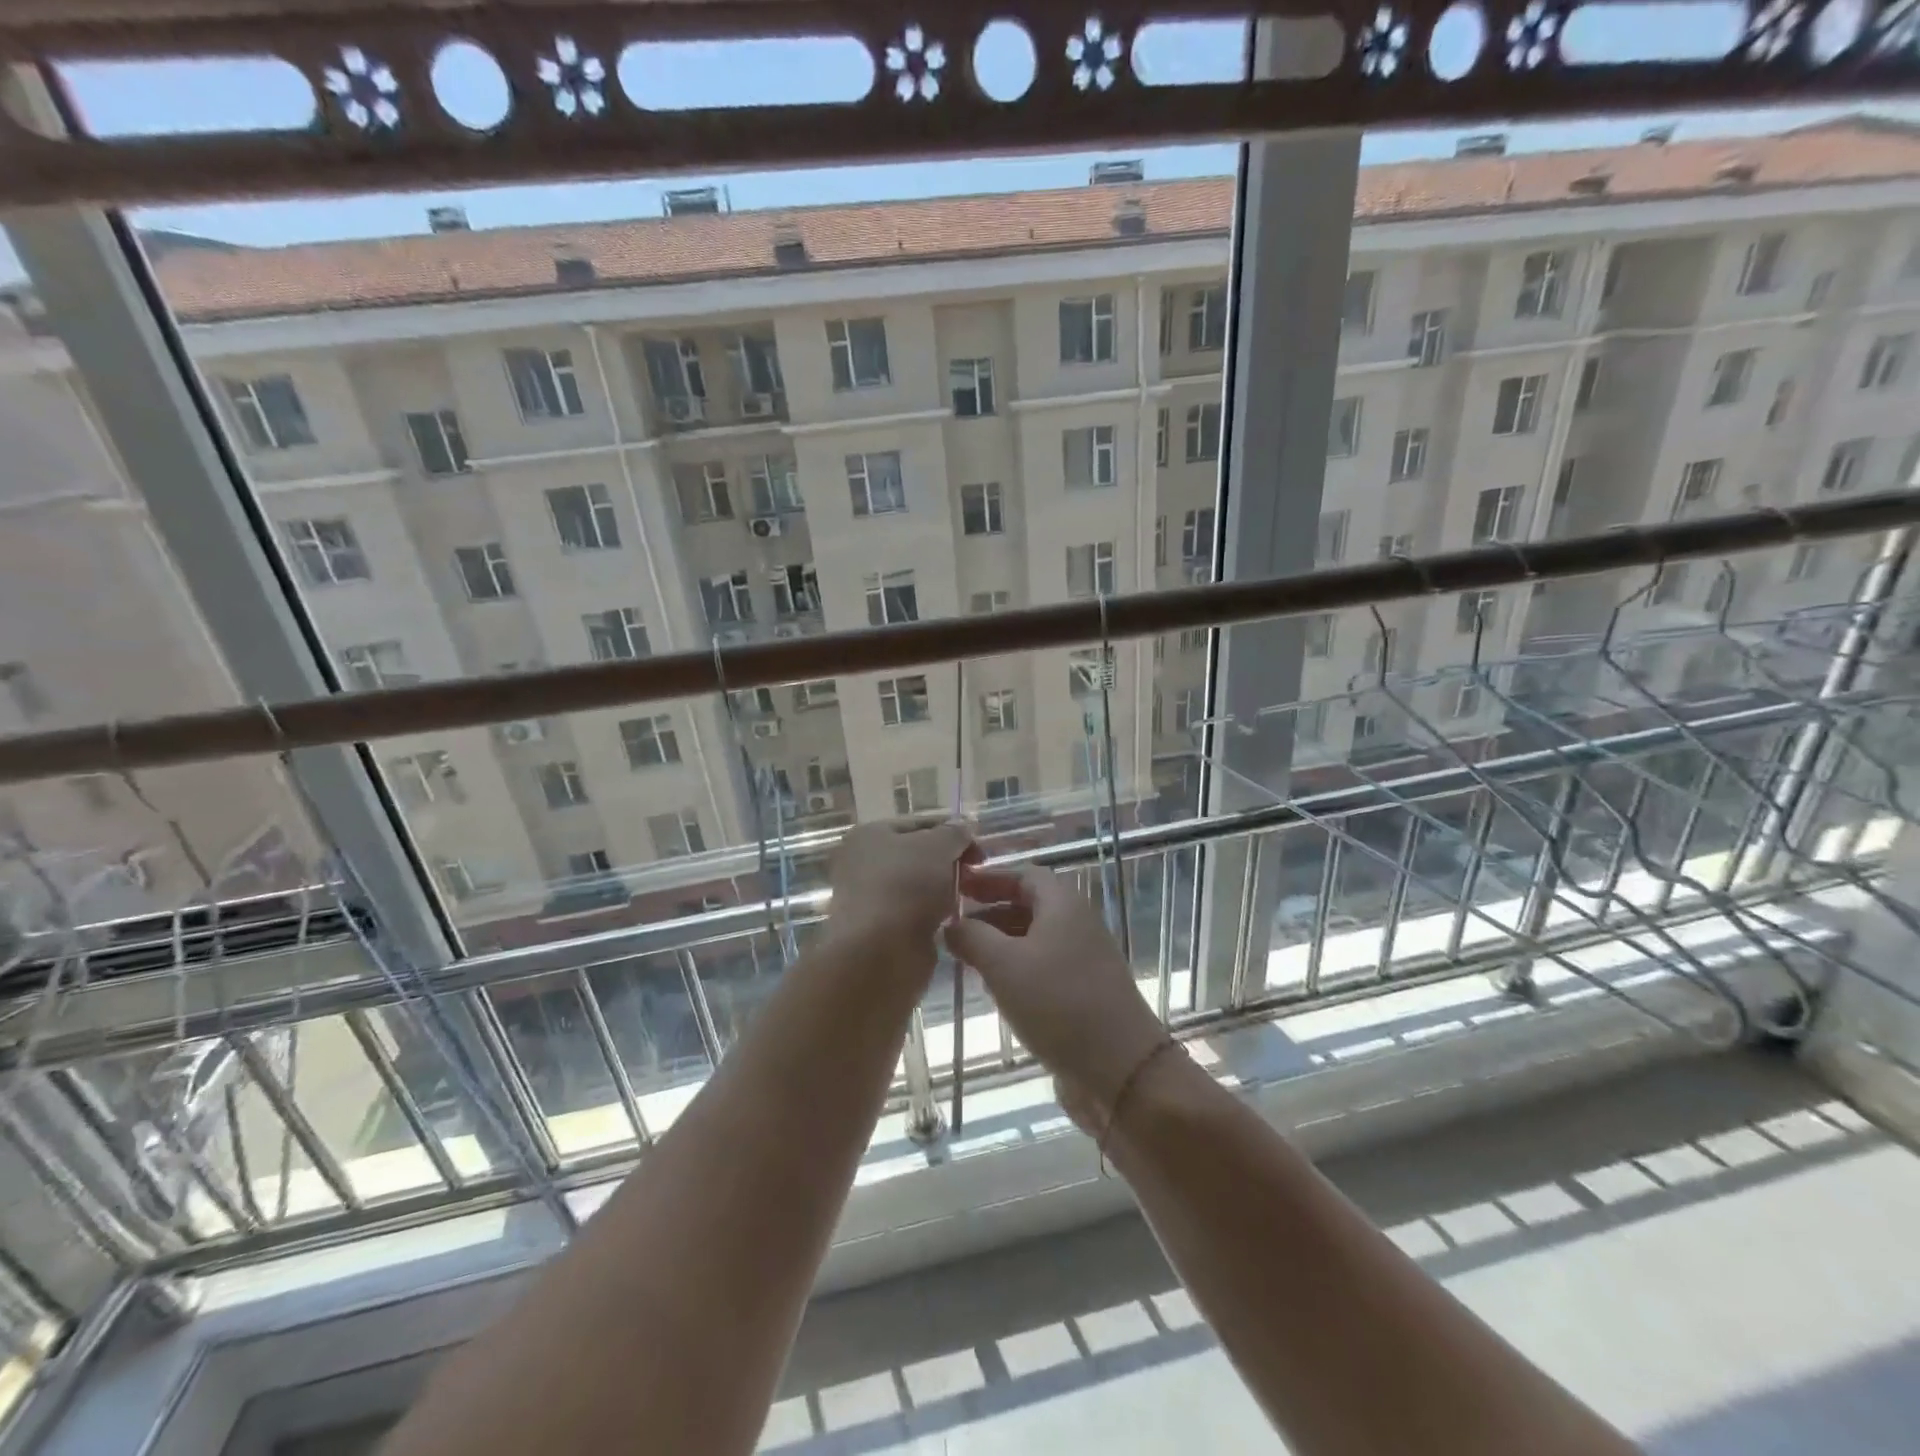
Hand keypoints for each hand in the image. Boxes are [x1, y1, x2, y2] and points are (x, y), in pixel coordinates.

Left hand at [825, 818, 976, 976]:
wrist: (880, 952)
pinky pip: (915, 913)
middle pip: (917, 854)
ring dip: (943, 889)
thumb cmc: (906, 885)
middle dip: (949, 861)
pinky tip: (952, 919)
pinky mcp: (880, 929)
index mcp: (869, 834)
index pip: (919, 823)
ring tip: (967, 896)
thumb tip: (963, 827)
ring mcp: (870, 897)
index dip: (952, 831)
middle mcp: (863, 863)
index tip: (979, 850)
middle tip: (975, 873)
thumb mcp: (937, 846)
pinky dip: (933, 914)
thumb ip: (954, 833)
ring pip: (918, 885)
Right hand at [945, 863, 1169, 1128]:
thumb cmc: (1058, 1003)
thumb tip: (950, 924)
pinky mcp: (1085, 991)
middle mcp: (1077, 923)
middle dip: (990, 911)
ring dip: (1001, 942)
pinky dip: (1017, 968)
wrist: (1121, 1068)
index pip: (1023, 874)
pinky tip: (995, 988)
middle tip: (953, 925)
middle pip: (1029, 905)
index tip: (956, 886)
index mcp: (1063, 904)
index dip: (989, 878)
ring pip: (1035, 938)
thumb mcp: (1004, 965)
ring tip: (965, 957)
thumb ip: (972, 938)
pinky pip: (1044, 966)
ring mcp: (1085, 959)